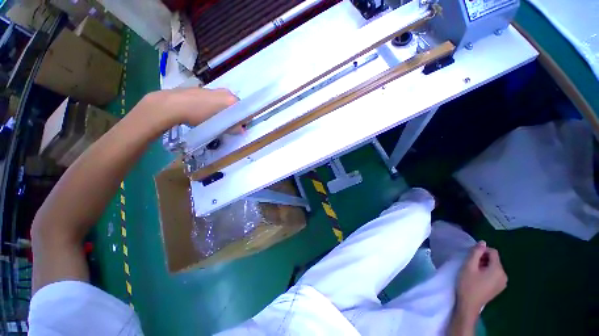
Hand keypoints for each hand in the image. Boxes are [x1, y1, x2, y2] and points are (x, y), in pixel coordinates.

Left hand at [143, 87, 239, 127]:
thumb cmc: (199, 116)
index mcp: (232, 100)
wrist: (173, 104)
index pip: (245, 111)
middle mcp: (226, 92)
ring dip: (225, 111)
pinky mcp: (205, 89)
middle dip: (234, 115)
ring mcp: (215, 89)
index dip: (244, 120)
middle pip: (236, 106)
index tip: (238, 127)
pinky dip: (216, 106)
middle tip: (228, 124)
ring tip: (216, 119)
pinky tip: (207, 112)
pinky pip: (217, 99)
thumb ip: (232, 127)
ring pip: (226, 102)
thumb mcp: (218, 125)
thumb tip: (241, 130)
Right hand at [456, 241, 507, 314]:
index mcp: (498, 270)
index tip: (471, 256)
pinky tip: (478, 278)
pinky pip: (494, 274)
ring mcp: (503, 283)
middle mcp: (504, 275)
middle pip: (494, 260)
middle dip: (482, 258)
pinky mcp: (499, 288)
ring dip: (484, 265)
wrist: (469, 305)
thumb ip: (476, 253)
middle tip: (470, 264)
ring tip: (473, 271)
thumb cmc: (468, 284)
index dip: (481, 251)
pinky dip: (486, 272)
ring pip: (494, 267)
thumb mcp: (469, 266)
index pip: (493, 252)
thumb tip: (482, 242)